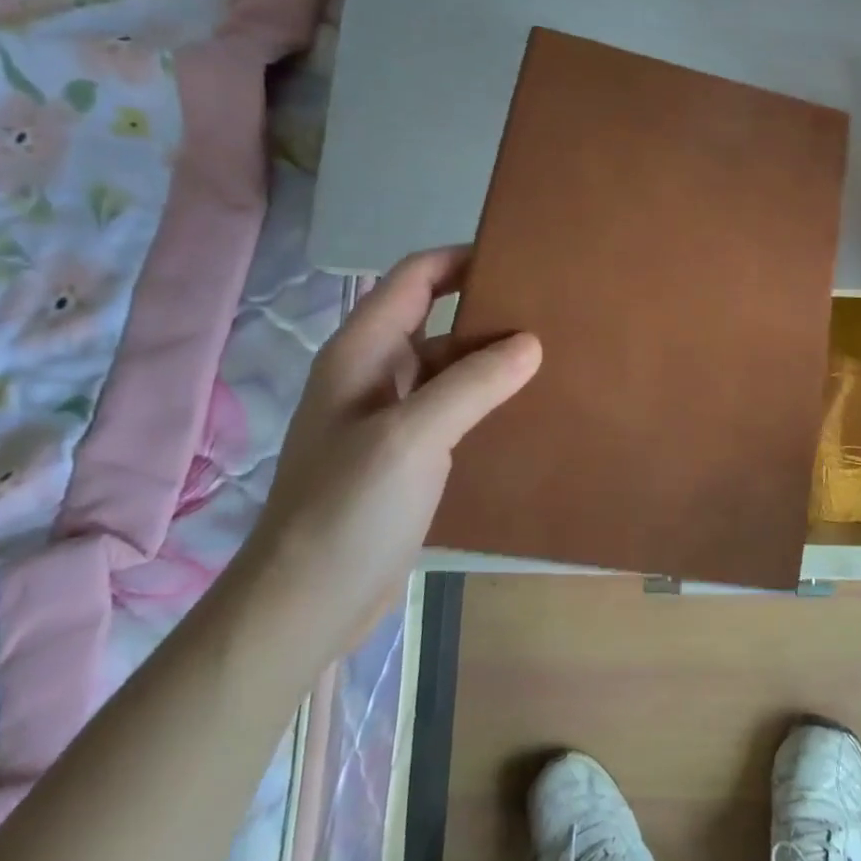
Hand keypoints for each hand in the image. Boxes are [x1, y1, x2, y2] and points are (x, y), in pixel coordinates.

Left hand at [229, 247, 539, 661]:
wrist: (307, 603)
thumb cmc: (349, 508)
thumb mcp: (413, 436)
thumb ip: (473, 384)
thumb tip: (531, 342)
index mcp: (363, 353)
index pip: (415, 279)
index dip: (462, 259)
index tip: (521, 258)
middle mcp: (374, 375)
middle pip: (437, 320)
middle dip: (489, 311)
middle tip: (553, 310)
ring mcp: (390, 417)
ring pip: (448, 368)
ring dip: (493, 360)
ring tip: (554, 356)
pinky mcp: (406, 455)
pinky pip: (453, 409)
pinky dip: (487, 400)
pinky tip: (527, 409)